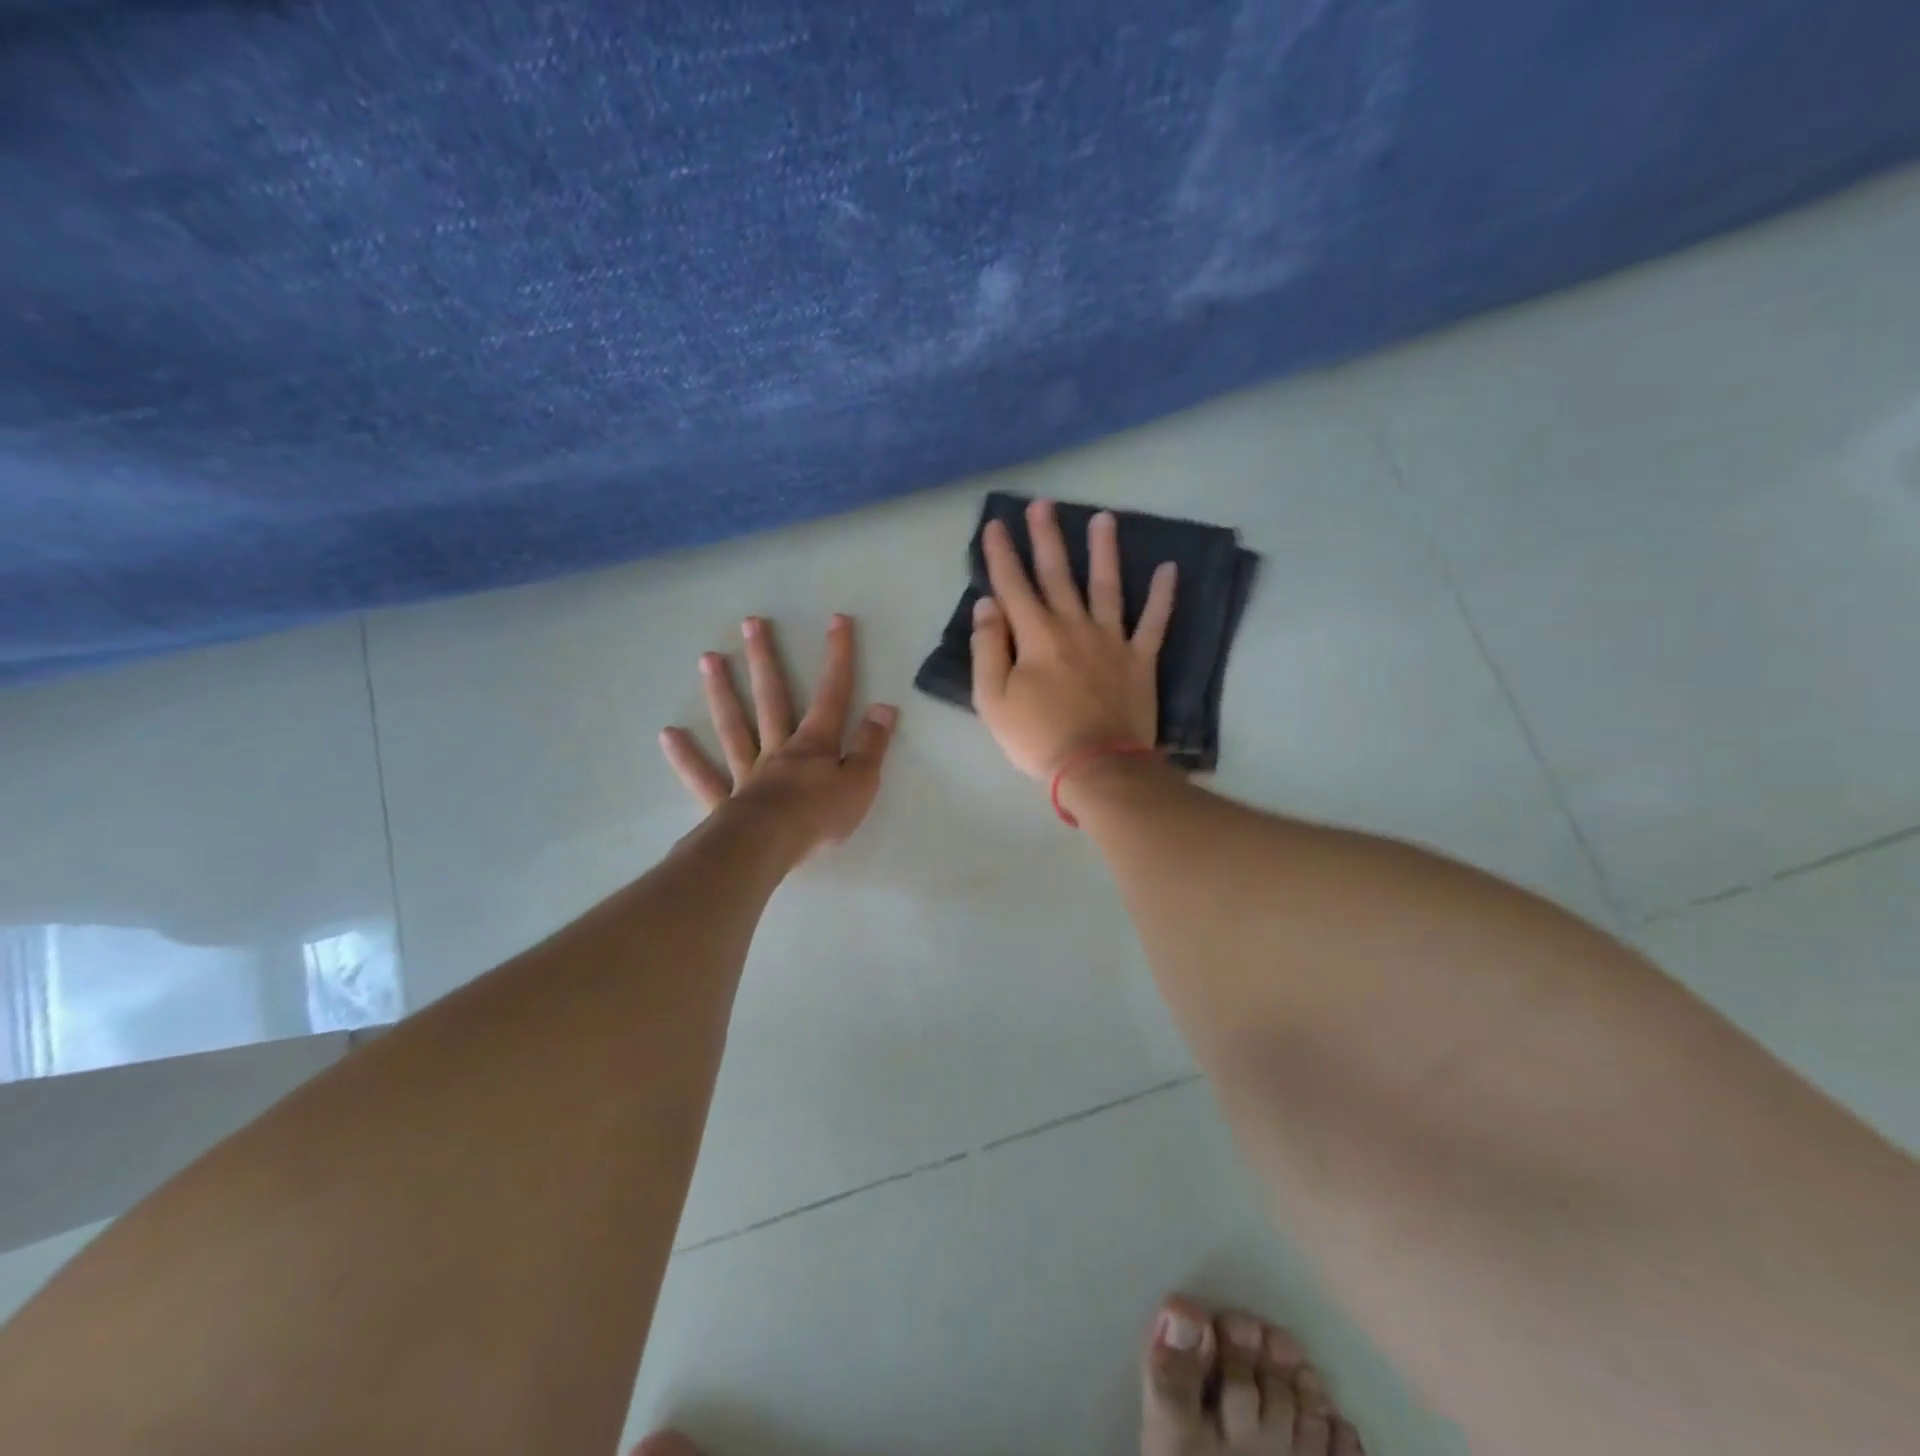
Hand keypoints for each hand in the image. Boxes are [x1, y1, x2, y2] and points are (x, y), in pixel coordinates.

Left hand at [660, 614, 897, 853]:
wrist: (768, 848)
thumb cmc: (819, 817)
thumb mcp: (861, 782)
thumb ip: (872, 745)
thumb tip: (885, 707)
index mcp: (814, 745)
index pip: (832, 695)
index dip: (837, 657)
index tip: (837, 621)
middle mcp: (778, 749)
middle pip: (772, 698)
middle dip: (765, 659)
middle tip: (750, 623)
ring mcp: (747, 772)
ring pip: (734, 726)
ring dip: (722, 692)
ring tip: (708, 658)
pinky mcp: (724, 801)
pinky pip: (703, 776)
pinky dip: (686, 757)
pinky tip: (668, 734)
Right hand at [971, 498, 1175, 781]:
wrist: (1097, 767)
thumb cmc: (1038, 737)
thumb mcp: (993, 700)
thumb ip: (988, 649)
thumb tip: (988, 606)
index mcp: (1036, 636)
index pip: (1013, 585)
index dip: (1001, 555)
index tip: (994, 525)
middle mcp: (1074, 627)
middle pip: (1058, 575)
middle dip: (1047, 538)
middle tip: (1043, 504)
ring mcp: (1112, 641)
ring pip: (1107, 586)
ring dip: (1104, 551)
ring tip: (1104, 518)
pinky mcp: (1140, 660)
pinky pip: (1154, 622)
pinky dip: (1163, 596)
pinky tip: (1169, 569)